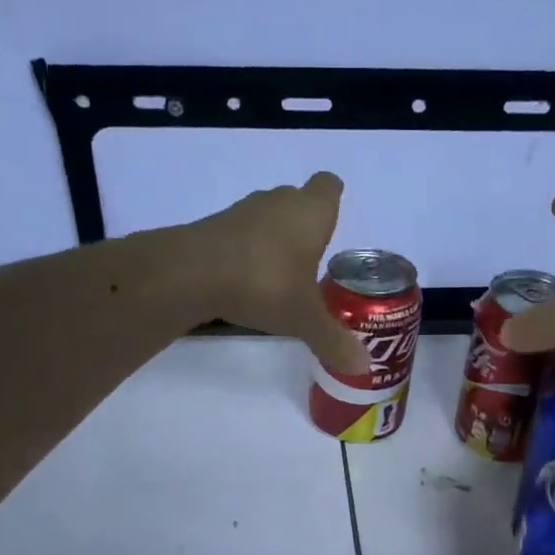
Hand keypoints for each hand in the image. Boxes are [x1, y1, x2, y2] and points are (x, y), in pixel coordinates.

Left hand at [191, 172, 370, 374]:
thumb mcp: (304, 319)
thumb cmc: (264, 283)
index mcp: (311, 212)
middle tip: (311, 260)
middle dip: (304, 226)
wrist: (192, 274)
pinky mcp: (213, 227)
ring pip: (267, 217)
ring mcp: (242, 211)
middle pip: (297, 201)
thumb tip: (363, 367)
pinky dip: (245, 252)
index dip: (332, 201)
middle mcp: (279, 202)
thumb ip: (333, 341)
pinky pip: (239, 235)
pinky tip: (246, 281)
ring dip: (273, 239)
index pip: (328, 187)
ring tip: (279, 275)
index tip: (332, 224)